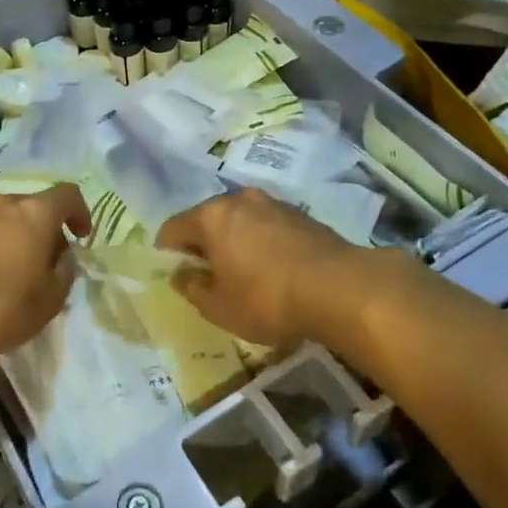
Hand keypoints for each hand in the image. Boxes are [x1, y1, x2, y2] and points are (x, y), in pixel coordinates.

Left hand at [0, 185, 90, 356]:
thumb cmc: (1, 301)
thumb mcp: (49, 300)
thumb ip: (64, 275)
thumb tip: (62, 260)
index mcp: (35, 213)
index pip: (68, 195)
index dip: (80, 212)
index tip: (81, 237)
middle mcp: (3, 204)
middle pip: (33, 208)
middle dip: (44, 232)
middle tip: (47, 265)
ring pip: (4, 222)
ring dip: (14, 242)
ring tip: (13, 278)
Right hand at [156, 188, 381, 353]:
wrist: (340, 288)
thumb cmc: (267, 299)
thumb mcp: (220, 307)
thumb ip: (193, 288)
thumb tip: (180, 275)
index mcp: (210, 217)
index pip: (173, 228)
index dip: (167, 250)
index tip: (172, 271)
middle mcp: (238, 200)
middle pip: (207, 219)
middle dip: (202, 242)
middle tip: (206, 272)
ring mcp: (272, 203)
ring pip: (239, 219)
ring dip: (234, 239)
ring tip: (241, 269)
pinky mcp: (300, 214)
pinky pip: (266, 225)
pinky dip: (260, 241)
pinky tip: (271, 266)